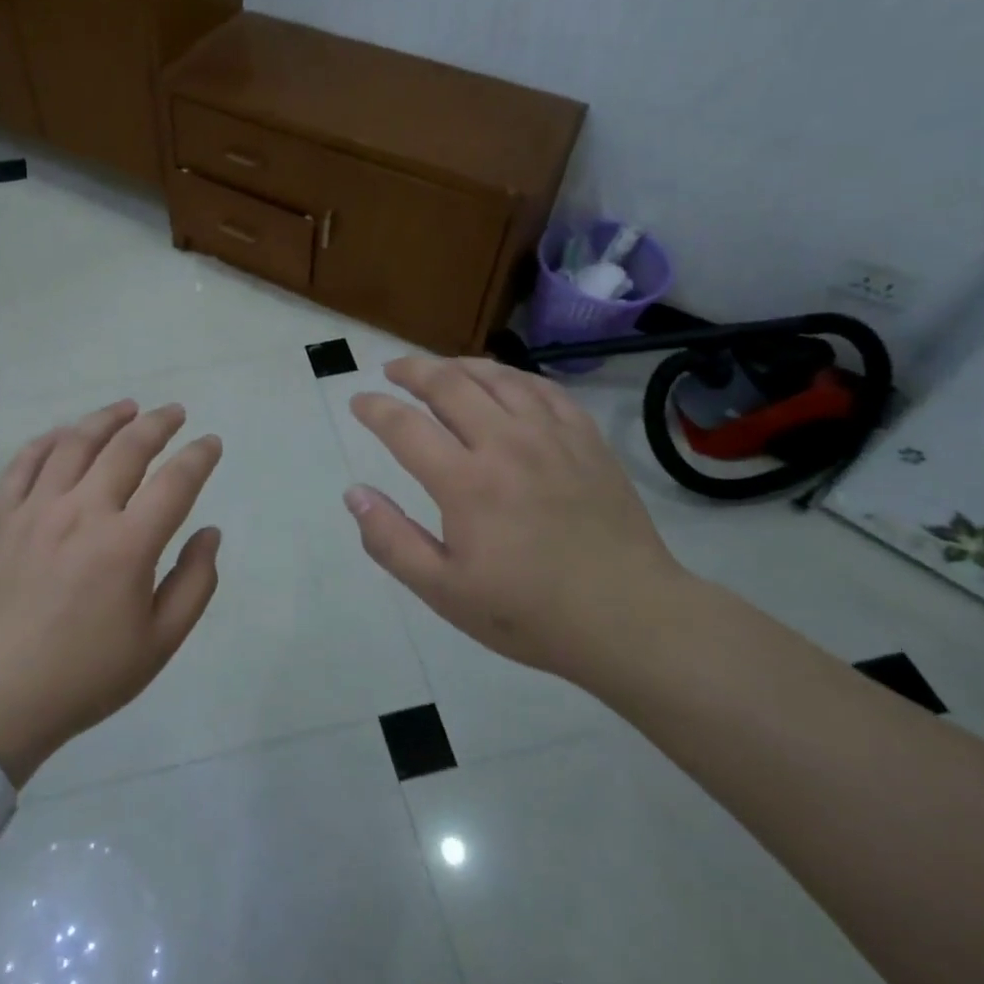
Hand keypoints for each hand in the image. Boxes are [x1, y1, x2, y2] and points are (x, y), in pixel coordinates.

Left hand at [0, 401, 222, 784]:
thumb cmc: (85, 676)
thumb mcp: (159, 644)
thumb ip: (195, 583)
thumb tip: (210, 532)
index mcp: (127, 545)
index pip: (175, 482)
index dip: (199, 456)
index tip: (211, 443)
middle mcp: (83, 513)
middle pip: (127, 448)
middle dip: (158, 423)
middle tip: (175, 412)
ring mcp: (36, 510)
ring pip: (75, 443)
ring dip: (106, 419)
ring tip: (127, 407)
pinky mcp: (0, 518)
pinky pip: (23, 462)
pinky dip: (48, 440)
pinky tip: (64, 433)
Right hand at [346, 357, 691, 681]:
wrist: (629, 618)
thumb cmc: (529, 612)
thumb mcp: (444, 591)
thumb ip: (391, 541)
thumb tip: (354, 494)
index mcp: (465, 482)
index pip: (404, 426)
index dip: (374, 408)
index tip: (358, 402)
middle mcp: (505, 444)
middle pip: (448, 385)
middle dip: (411, 370)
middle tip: (391, 370)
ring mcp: (551, 436)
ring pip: (496, 377)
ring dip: (458, 365)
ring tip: (438, 368)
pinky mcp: (586, 439)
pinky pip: (542, 388)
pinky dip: (512, 376)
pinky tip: (502, 382)